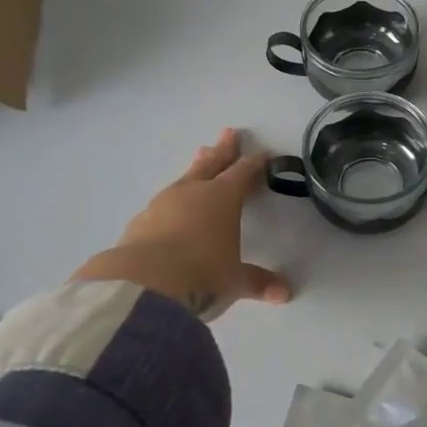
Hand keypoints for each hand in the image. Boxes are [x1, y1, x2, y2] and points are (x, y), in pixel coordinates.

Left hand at [74, 129, 291, 320]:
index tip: (264, 154)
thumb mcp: (234, 280)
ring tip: (200, 156)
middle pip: (213, 163)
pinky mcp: (141, 220)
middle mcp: (194, 192)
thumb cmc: (201, 273)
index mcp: (223, 197)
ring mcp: (164, 203)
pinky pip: (164, 201)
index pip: (244, 173)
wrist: (141, 284)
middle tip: (229, 132)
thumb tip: (285, 294)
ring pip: (186, 177)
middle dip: (223, 149)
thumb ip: (258, 282)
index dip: (255, 163)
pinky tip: (171, 205)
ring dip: (197, 166)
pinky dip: (174, 198)